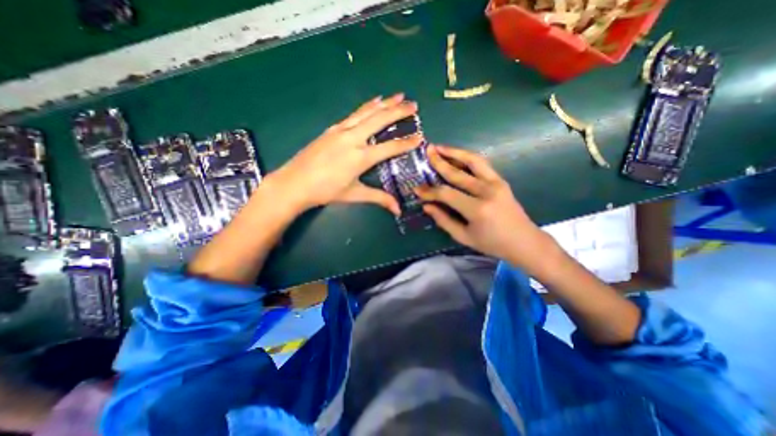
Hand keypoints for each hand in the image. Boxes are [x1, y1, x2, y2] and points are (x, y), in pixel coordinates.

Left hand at [267, 95, 422, 216]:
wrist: (295, 183)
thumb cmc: (326, 191)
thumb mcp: (355, 195)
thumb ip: (379, 199)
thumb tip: (398, 210)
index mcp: (360, 157)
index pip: (390, 147)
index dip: (407, 143)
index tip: (420, 137)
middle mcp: (353, 139)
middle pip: (380, 120)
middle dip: (399, 111)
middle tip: (414, 105)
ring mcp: (341, 131)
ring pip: (367, 112)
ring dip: (385, 103)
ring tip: (399, 95)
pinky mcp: (332, 129)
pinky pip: (354, 114)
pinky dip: (367, 106)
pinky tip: (374, 101)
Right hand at [416, 144, 555, 270]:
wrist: (524, 241)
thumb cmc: (492, 244)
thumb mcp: (463, 237)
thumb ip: (443, 220)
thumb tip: (427, 206)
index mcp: (477, 209)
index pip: (447, 194)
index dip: (430, 191)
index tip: (417, 189)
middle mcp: (487, 191)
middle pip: (458, 173)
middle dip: (439, 162)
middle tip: (427, 152)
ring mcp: (496, 183)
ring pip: (473, 161)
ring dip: (455, 152)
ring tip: (440, 147)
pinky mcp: (501, 180)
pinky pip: (482, 164)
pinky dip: (467, 157)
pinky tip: (456, 155)